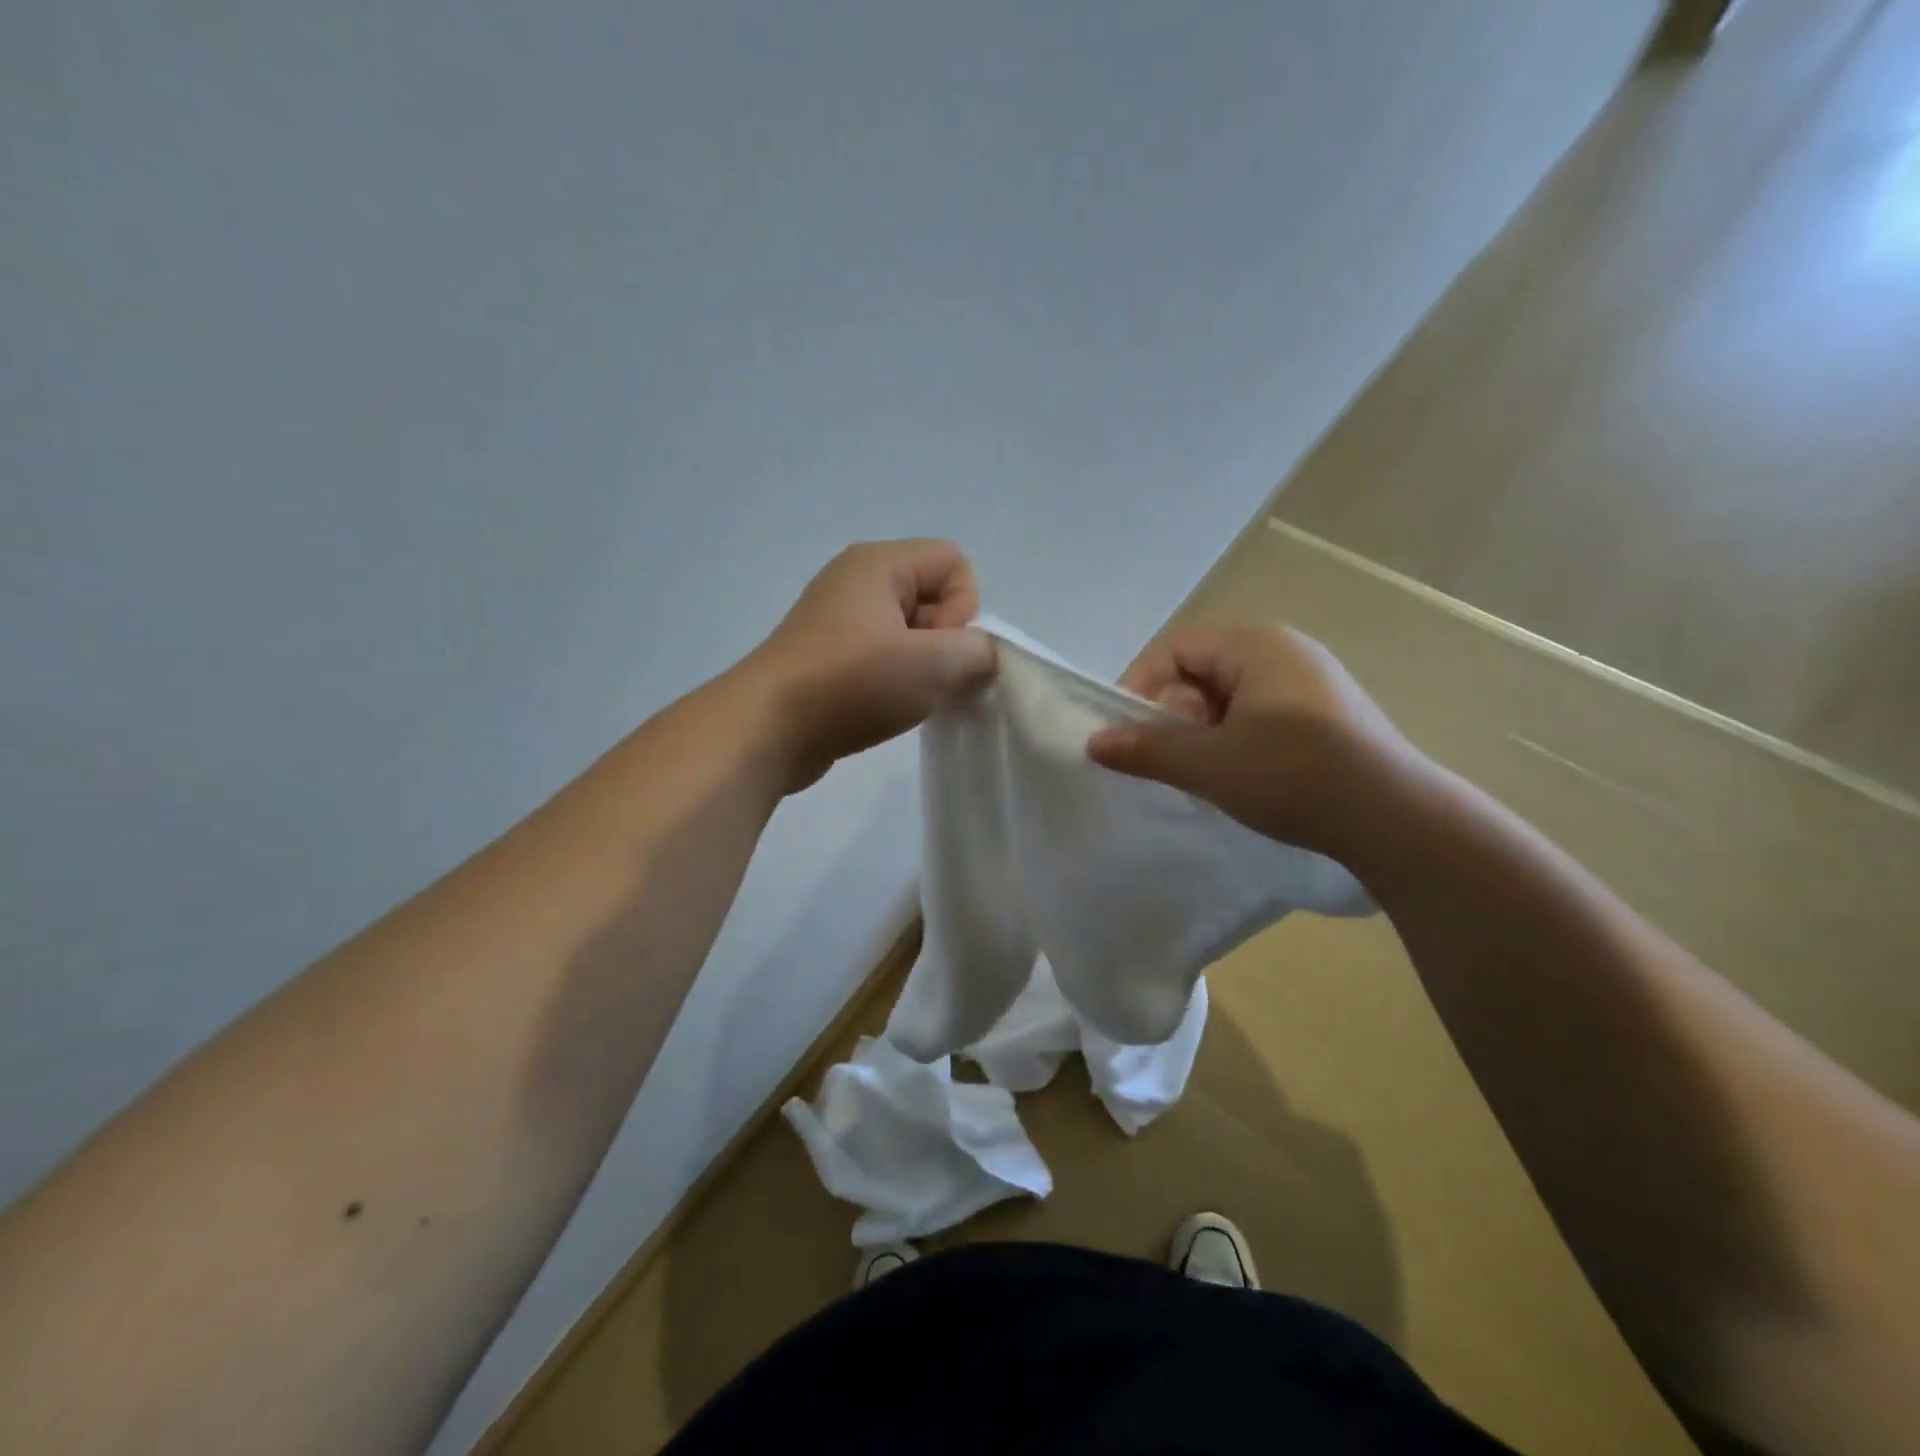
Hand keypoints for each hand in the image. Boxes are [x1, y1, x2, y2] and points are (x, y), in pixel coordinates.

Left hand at [751, 539, 995, 789]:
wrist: (767, 731)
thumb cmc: (852, 684)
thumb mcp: (934, 665)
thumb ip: (979, 653)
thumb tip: (980, 658)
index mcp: (878, 564)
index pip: (954, 562)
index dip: (964, 607)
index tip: (940, 649)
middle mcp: (856, 582)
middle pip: (933, 597)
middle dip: (946, 642)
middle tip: (928, 682)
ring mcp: (838, 623)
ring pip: (910, 635)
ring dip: (923, 669)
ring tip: (907, 700)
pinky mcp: (828, 660)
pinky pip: (883, 659)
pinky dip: (895, 683)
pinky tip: (887, 710)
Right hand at [1087, 622, 1427, 860]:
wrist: (1397, 820)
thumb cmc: (1294, 776)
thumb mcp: (1209, 764)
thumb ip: (1146, 749)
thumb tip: (1094, 742)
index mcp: (1257, 645)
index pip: (1177, 648)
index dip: (1142, 685)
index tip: (1128, 731)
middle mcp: (1286, 652)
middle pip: (1203, 671)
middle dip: (1177, 714)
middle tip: (1178, 758)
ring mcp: (1312, 683)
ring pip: (1231, 698)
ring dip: (1205, 733)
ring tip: (1207, 774)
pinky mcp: (1328, 716)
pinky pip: (1260, 715)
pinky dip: (1236, 740)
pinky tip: (1243, 778)